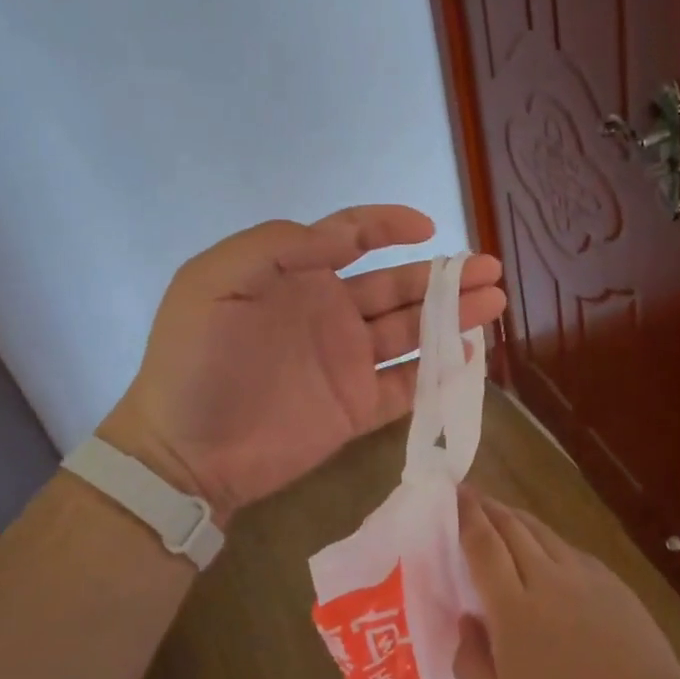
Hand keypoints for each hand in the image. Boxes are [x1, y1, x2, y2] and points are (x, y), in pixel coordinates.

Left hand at [101, 206, 505, 521]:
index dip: (390, 225)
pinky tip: (470, 355)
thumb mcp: (216, 283)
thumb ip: (278, 247)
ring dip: (453, 316)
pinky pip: (408, 385)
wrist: (185, 453)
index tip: (428, 228)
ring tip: (494, 303)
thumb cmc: (196, 361)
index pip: (352, 237)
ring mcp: (348, 362)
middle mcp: (331, 312)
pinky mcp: (358, 408)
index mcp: (298, 275)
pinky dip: (440, 371)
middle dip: (445, 275)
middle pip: (398, 285)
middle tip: (490, 271)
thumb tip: (344, 237)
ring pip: (412, 331)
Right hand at [452, 487, 679, 678]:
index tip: (455, 494)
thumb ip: (470, 662)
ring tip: (503, 514)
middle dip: (489, 507)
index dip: (467, 515)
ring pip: (542, 532)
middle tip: (471, 495)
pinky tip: (546, 551)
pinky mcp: (610, 582)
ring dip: (517, 517)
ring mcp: (583, 576)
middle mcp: (546, 578)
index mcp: (512, 608)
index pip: (483, 545)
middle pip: (512, 527)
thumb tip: (467, 621)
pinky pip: (569, 550)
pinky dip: (548, 541)